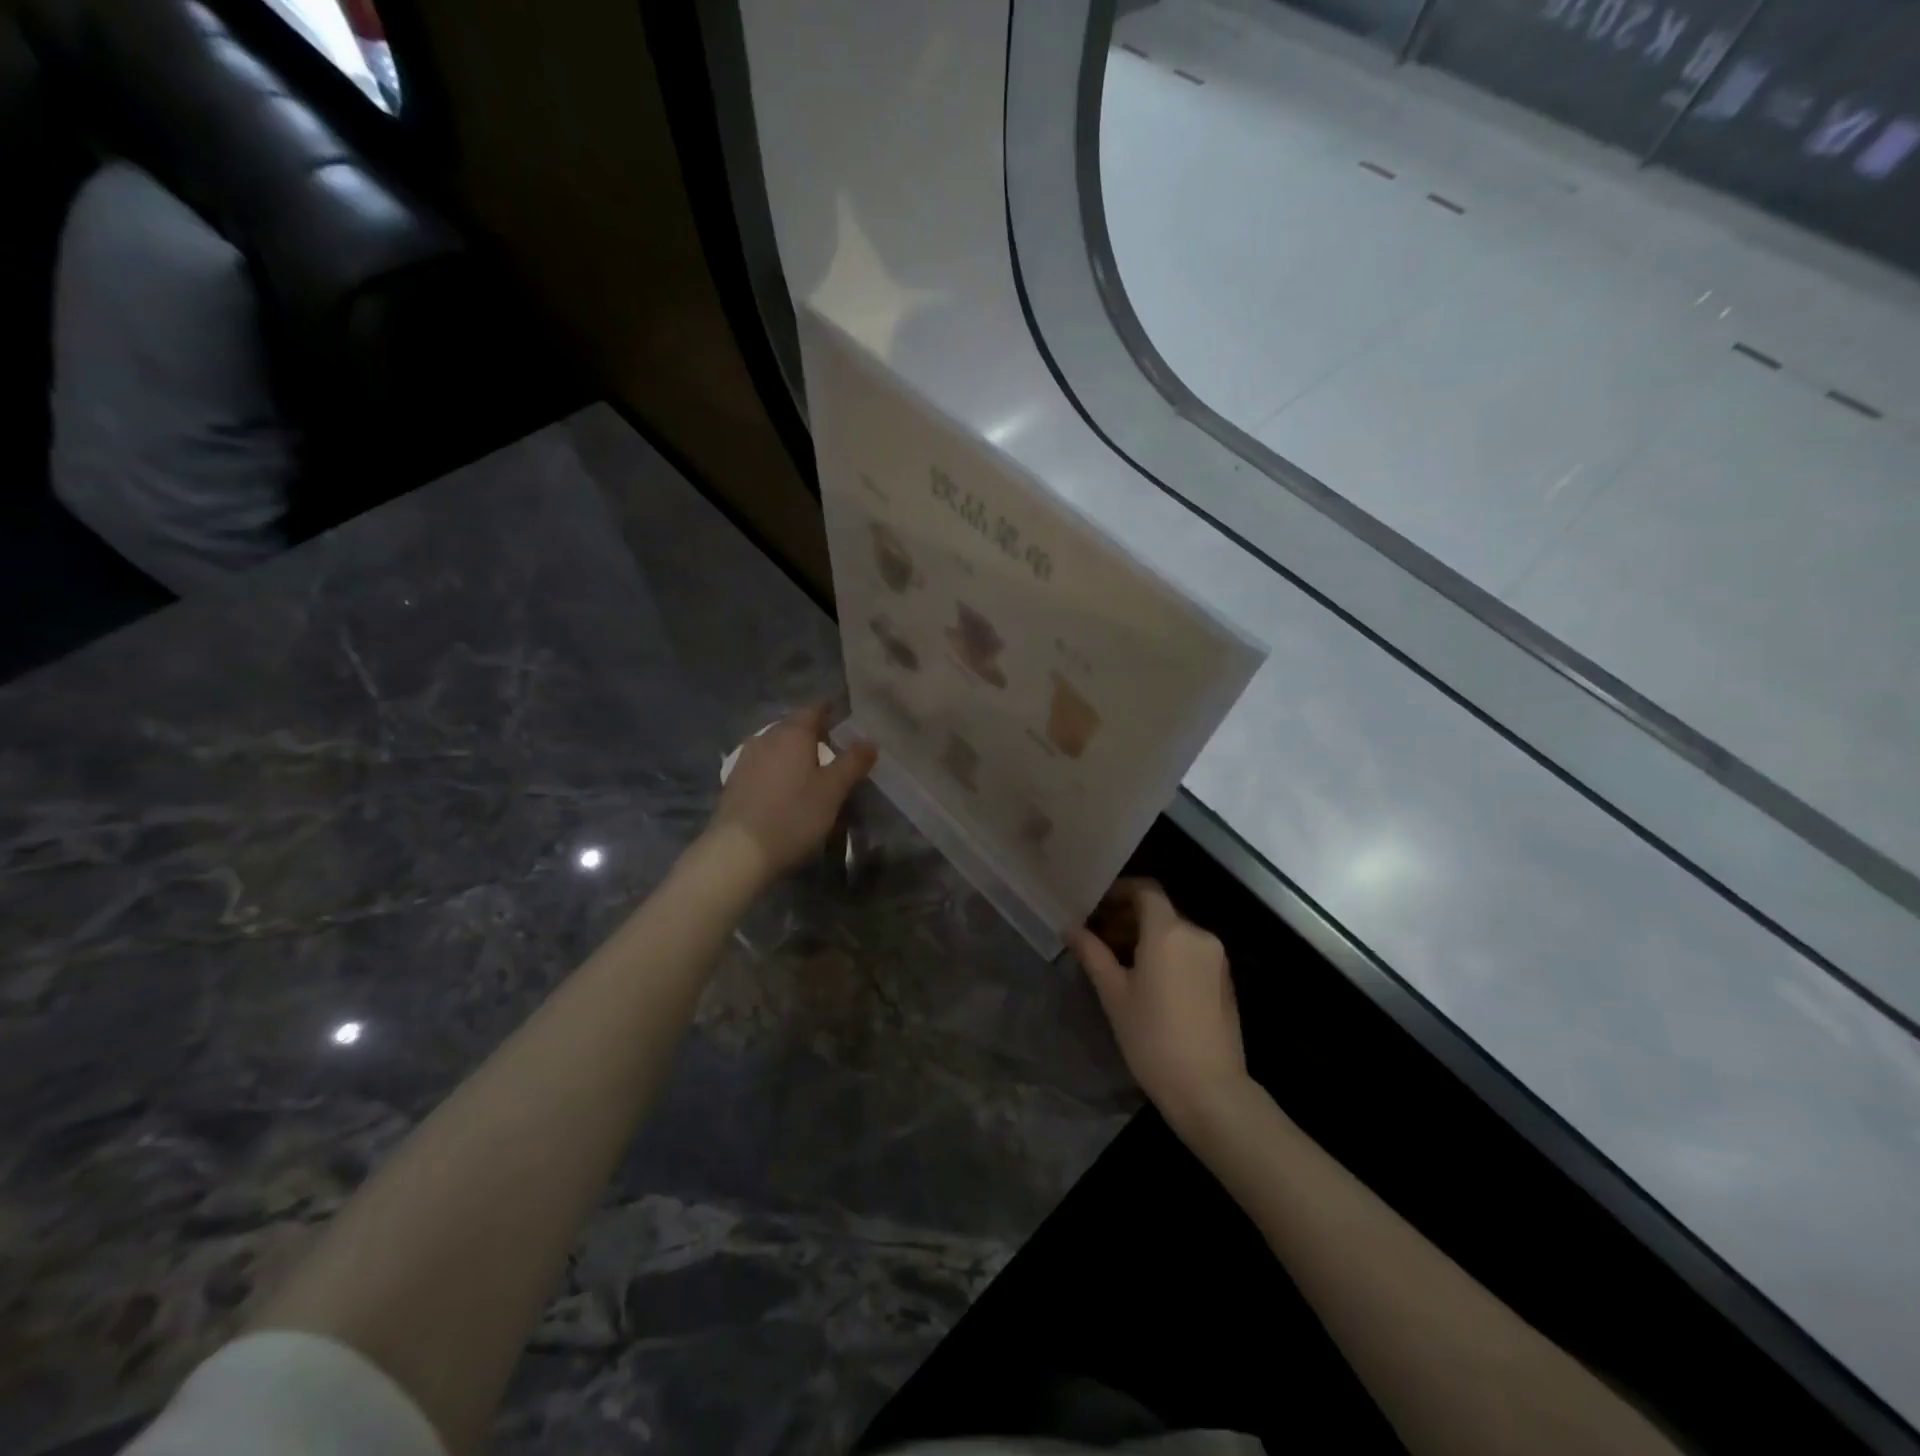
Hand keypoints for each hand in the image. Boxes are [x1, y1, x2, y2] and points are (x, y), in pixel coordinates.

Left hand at [705, 703, 876, 882]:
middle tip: (831, 744)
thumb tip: (869, 740)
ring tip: (808, 767)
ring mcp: (746, 758)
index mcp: (792, 733)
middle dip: (811, 732)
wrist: (739, 850)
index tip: (841, 713)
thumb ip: (853, 762)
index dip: (829, 709)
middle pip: (792, 726)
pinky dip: (777, 768)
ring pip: (775, 745)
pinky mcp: (734, 781)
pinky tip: (783, 785)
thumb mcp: (833, 790)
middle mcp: (766, 737)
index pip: (814, 709)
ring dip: (792, 751)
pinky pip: (762, 764)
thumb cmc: (794, 815)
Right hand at [1069, 880, 1248, 1134]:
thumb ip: (1092, 953)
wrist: (1209, 1089)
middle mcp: (1197, 934)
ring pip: (1175, 931)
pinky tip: (1147, 979)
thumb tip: (1070, 927)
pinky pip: (1190, 950)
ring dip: (1146, 936)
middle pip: (1159, 910)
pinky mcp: (1224, 978)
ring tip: (1118, 961)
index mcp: (1168, 931)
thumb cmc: (1152, 1038)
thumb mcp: (1113, 994)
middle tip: (1097, 937)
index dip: (1119, 892)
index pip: (1145, 890)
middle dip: (1127, 917)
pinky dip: (1167, 952)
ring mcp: (1215, 956)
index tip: (1095, 907)